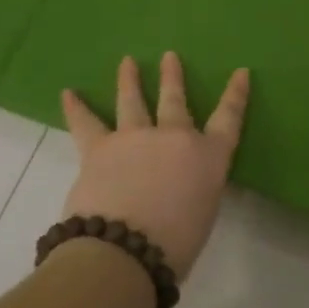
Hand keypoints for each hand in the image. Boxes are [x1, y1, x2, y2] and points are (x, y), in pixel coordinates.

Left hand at [60, 53, 250, 279]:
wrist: (124, 250)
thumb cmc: (175, 245)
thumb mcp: (203, 214)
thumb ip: (196, 189)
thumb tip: (181, 183)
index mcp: (208, 157)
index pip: (228, 118)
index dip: (236, 95)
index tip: (240, 72)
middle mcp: (174, 137)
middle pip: (175, 100)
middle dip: (173, 77)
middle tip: (169, 57)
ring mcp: (135, 137)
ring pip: (132, 101)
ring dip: (129, 80)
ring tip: (127, 62)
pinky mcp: (99, 148)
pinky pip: (86, 123)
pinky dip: (76, 108)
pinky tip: (68, 93)